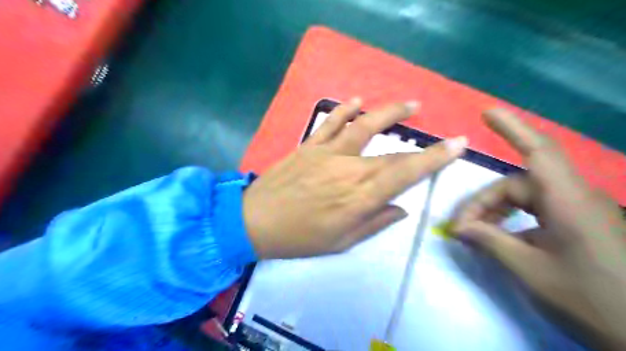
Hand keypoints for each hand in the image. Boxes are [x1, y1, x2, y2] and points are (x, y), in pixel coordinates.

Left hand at [242, 99, 466, 259]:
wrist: (255, 222)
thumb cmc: (299, 238)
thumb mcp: (341, 242)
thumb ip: (374, 223)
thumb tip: (400, 207)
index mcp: (359, 197)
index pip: (406, 174)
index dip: (434, 159)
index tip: (457, 145)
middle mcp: (349, 169)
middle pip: (392, 154)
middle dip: (423, 146)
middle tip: (443, 138)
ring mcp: (327, 153)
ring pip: (364, 126)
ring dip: (389, 113)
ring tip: (411, 105)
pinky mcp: (309, 146)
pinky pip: (330, 123)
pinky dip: (345, 110)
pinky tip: (357, 101)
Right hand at [453, 108, 625, 349]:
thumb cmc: (592, 301)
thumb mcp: (530, 271)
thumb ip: (490, 242)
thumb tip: (458, 228)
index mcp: (568, 203)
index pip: (539, 152)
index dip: (513, 129)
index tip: (486, 113)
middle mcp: (574, 200)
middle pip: (517, 186)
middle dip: (483, 203)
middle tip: (460, 228)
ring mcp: (578, 213)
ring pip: (525, 199)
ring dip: (496, 212)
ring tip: (475, 234)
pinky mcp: (579, 226)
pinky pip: (537, 213)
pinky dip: (512, 222)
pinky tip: (501, 240)